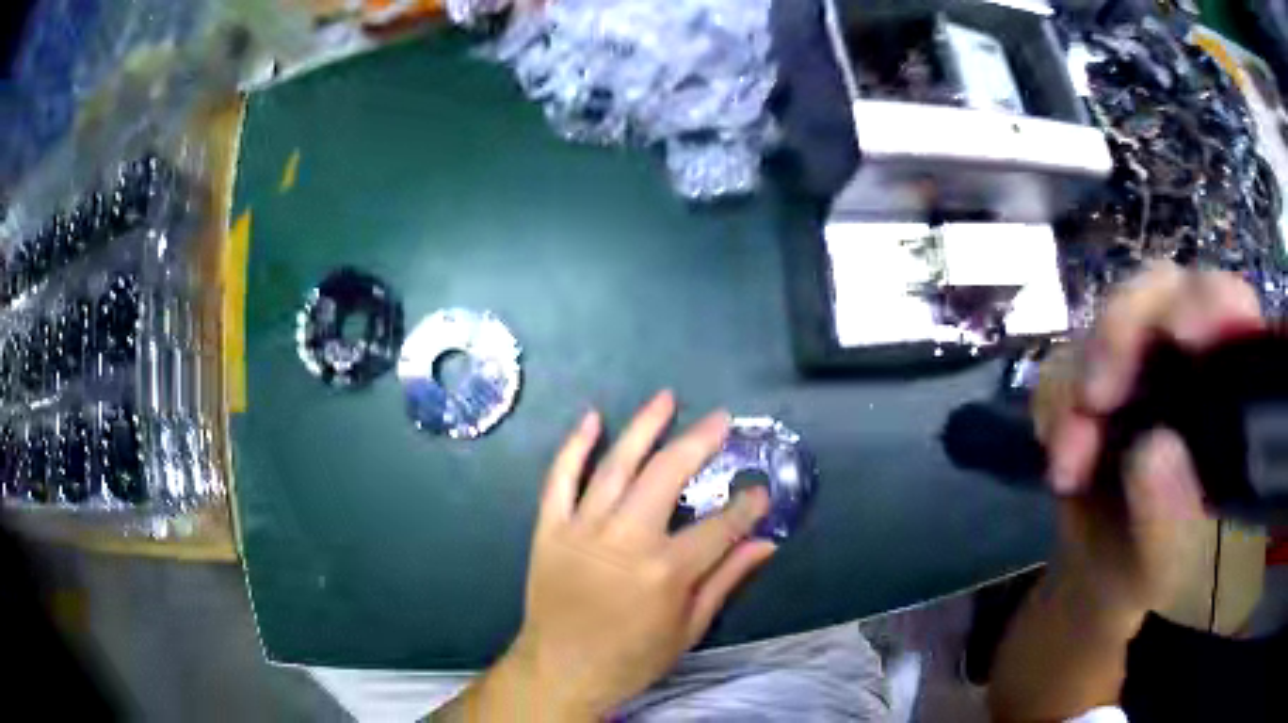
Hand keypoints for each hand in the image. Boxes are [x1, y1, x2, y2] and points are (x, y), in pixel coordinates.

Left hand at [472, 391, 774, 719]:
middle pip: (667, 475)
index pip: (720, 525)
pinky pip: (559, 479)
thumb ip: (727, 580)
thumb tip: (766, 543)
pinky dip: (574, 446)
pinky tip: (592, 418)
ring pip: (616, 466)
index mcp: (666, 571)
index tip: (760, 489)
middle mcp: (626, 540)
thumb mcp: (690, 628)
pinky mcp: (550, 528)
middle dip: (699, 441)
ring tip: (666, 398)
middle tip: (721, 418)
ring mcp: (582, 529)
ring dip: (644, 427)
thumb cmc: (633, 657)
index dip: (746, 505)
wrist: (561, 669)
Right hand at [1035, 263, 1263, 617]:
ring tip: (1069, 465)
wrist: (1101, 573)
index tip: (1184, 335)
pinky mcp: (1098, 369)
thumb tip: (1151, 450)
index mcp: (1229, 387)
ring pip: (1107, 320)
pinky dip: (1055, 407)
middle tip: (1095, 398)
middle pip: (1161, 291)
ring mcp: (1141, 356)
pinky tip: (1062, 462)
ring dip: (1079, 384)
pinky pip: (1065, 360)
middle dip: (1124, 333)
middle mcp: (1189, 355)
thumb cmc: (1151, 570)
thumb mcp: (1164, 565)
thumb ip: (1166, 519)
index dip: (1213, 302)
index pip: (1232, 307)